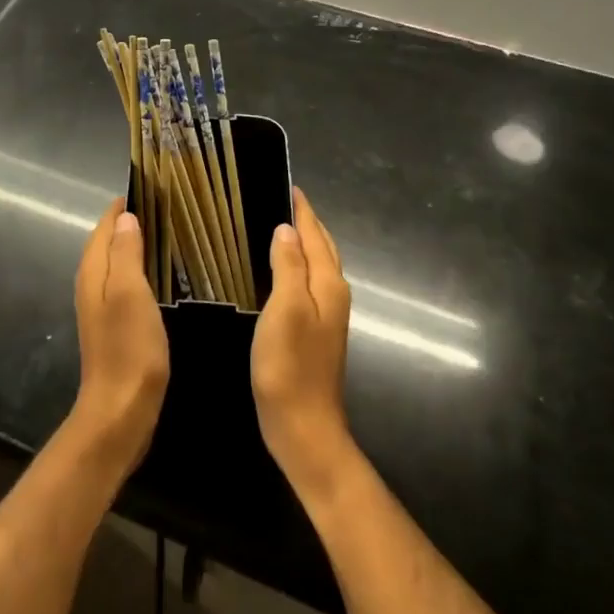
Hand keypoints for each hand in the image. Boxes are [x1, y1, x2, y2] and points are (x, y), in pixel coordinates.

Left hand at [69, 202, 168, 475]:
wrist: (121, 411)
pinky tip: (161, 275)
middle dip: (130, 222)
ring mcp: (101, 307)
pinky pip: (125, 284)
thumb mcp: (131, 292)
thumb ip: (126, 253)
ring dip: (135, 246)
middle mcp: (92, 284)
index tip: (150, 187)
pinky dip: (139, 270)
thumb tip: (125, 217)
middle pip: (108, 242)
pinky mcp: (114, 326)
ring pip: (116, 263)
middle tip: (165, 206)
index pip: (104, 225)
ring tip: (167, 232)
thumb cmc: (129, 348)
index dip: (123, 206)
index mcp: (93, 271)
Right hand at [252, 188, 356, 495]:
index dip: (303, 210)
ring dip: (304, 243)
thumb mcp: (285, 309)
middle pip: (323, 248)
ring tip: (279, 225)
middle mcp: (333, 294)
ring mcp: (328, 315)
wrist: (304, 427)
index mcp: (328, 284)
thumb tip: (287, 229)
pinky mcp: (317, 332)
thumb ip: (288, 266)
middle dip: (306, 222)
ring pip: (318, 266)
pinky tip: (281, 270)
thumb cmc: (290, 365)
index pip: (316, 235)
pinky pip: (309, 283)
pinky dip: (299, 266)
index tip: (288, 185)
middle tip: (281, 199)